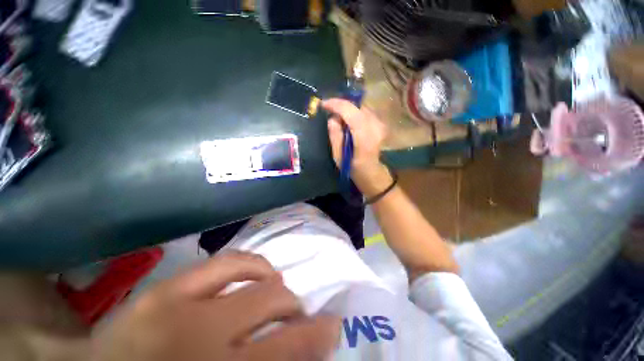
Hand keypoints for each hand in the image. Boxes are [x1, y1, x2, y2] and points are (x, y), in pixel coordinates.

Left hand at [92, 251, 340, 360]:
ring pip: (254, 277)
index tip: (333, 326)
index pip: (286, 349)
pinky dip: (250, 265)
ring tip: (277, 292)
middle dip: (295, 308)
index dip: (316, 336)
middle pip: (273, 304)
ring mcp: (178, 306)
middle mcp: (201, 337)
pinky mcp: (165, 289)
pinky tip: (255, 273)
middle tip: (298, 315)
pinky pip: (225, 262)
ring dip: (275, 285)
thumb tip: (301, 351)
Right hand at [322, 99, 391, 197]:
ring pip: (361, 108)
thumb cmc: (353, 169)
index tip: (324, 104)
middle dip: (342, 106)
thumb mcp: (339, 158)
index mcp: (365, 139)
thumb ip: (335, 137)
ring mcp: (381, 125)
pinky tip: (348, 122)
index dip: (337, 105)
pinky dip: (355, 113)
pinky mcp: (381, 124)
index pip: (352, 113)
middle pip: (357, 107)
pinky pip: (365, 112)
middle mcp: (376, 128)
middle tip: (330, 112)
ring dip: (348, 110)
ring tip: (338, 119)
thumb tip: (332, 118)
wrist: (372, 172)